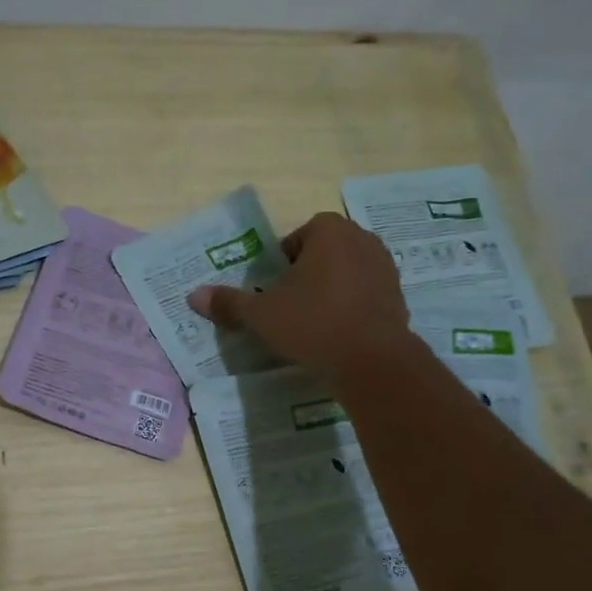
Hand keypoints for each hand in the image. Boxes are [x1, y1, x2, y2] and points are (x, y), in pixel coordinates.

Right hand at [188, 212, 411, 381]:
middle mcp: (361, 238)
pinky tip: (338, 333)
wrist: (372, 360)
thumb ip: (230, 303)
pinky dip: (351, 307)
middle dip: (306, 275)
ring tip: (312, 322)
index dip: (281, 264)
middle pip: (323, 253)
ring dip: (329, 291)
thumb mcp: (262, 315)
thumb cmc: (312, 324)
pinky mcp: (398, 294)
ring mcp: (385, 266)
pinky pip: (364, 293)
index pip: (296, 238)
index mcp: (329, 231)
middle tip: (289, 307)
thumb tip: (193, 296)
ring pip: (345, 273)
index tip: (273, 291)